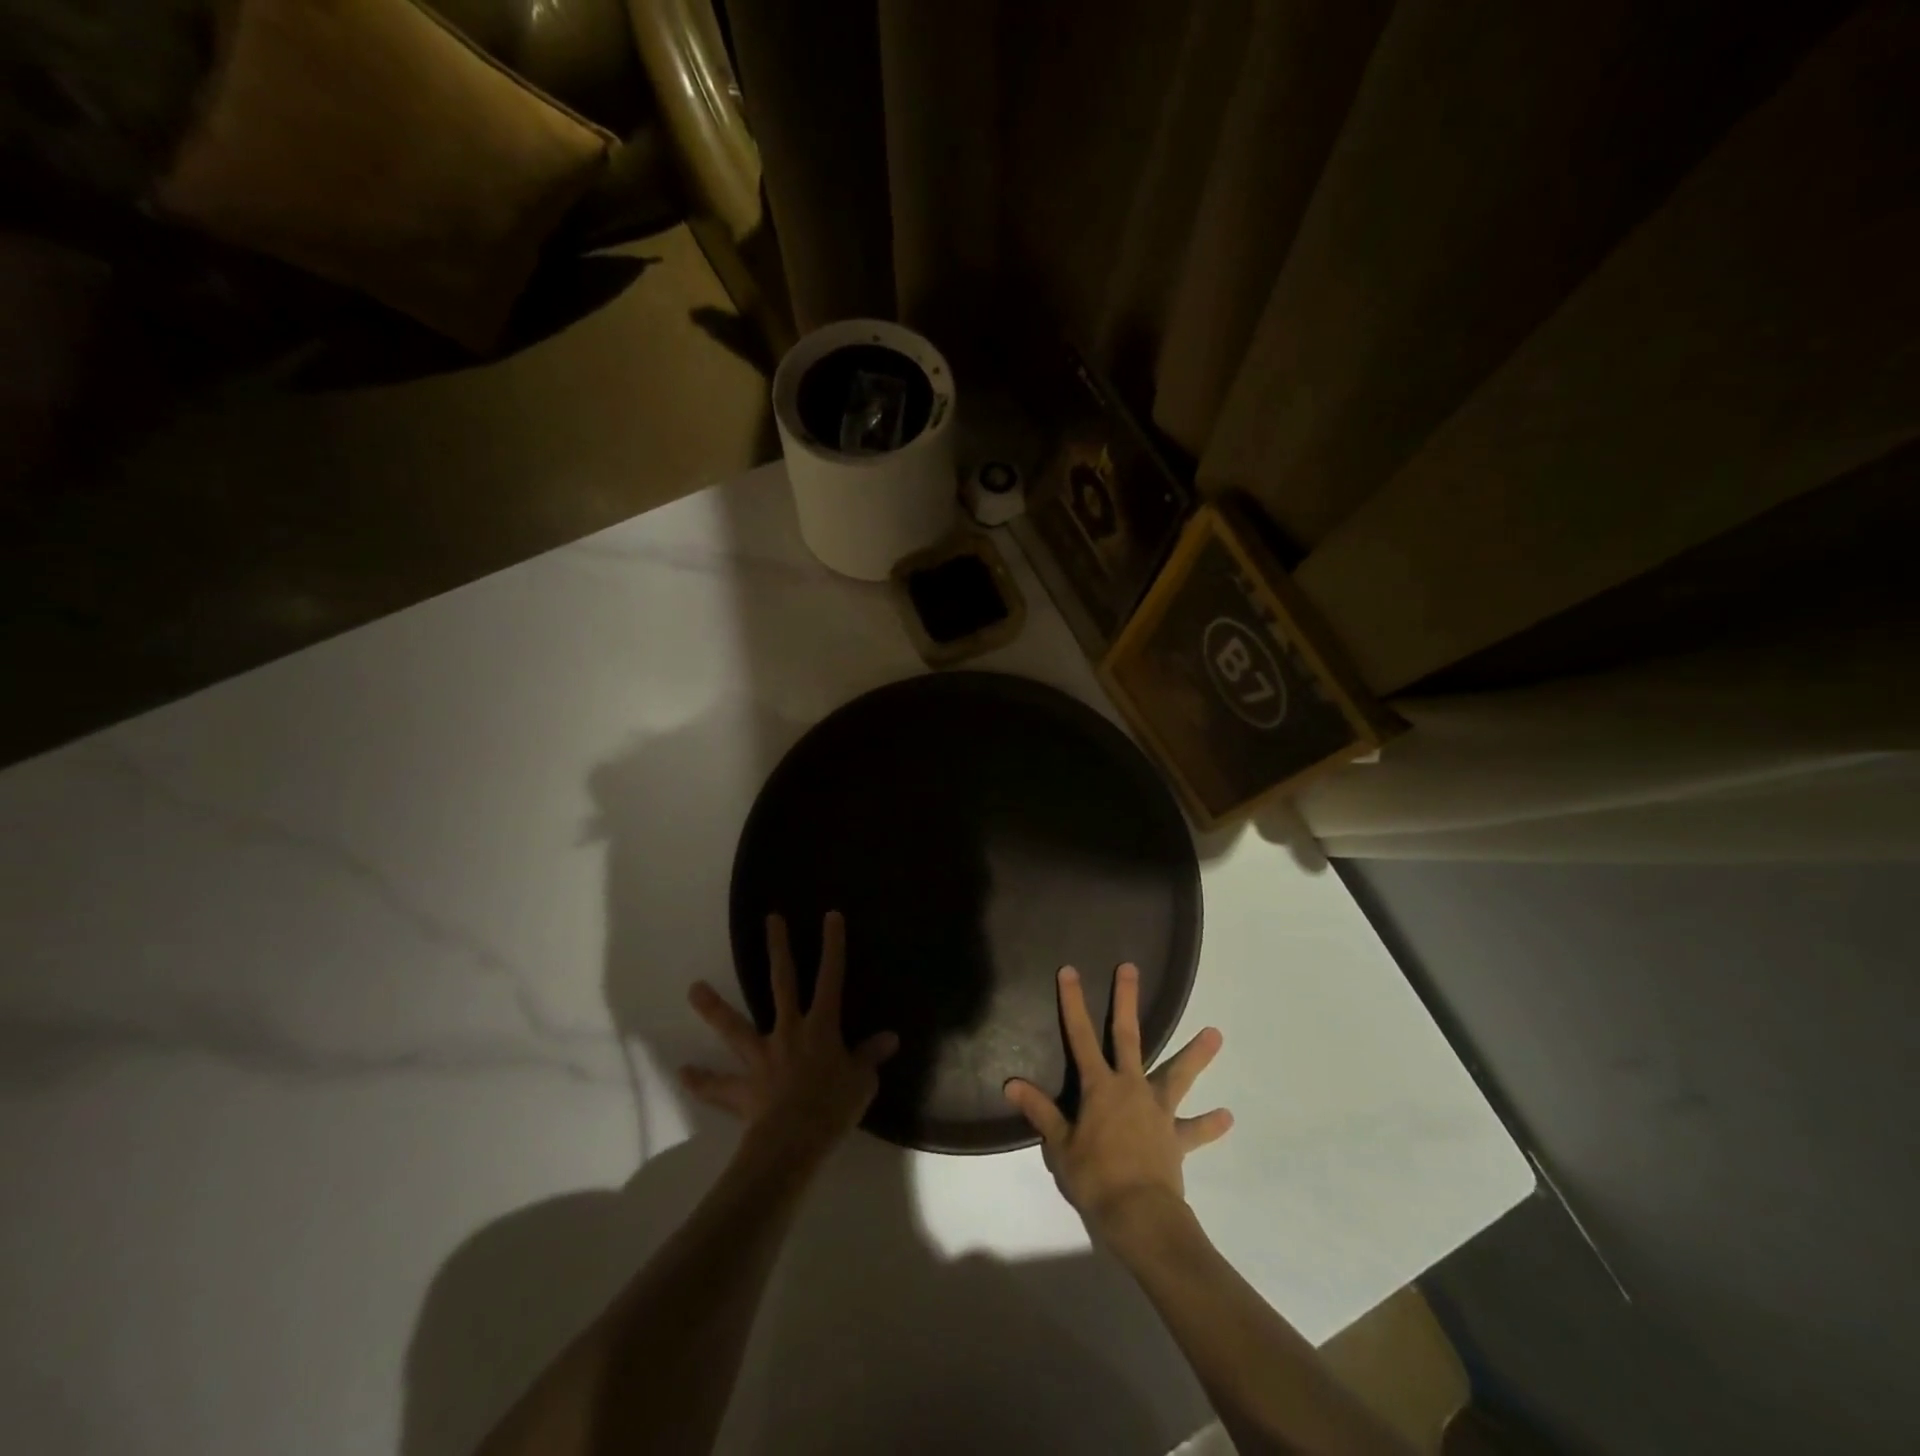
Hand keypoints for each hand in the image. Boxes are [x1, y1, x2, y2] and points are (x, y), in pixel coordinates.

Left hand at [681, 911, 897, 1162]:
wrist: (793, 1142)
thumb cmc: (833, 1108)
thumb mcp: (862, 1082)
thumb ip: (870, 1057)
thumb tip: (890, 1038)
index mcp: (821, 1027)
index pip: (831, 978)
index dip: (832, 946)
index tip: (830, 916)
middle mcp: (788, 1031)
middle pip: (782, 983)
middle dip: (778, 950)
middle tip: (771, 920)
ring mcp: (761, 1057)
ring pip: (734, 1026)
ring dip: (714, 1008)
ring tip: (693, 989)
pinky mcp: (742, 1087)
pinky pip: (718, 1084)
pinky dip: (701, 1080)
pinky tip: (683, 1073)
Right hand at [1005, 964, 1231, 1241]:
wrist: (1140, 1215)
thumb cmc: (1095, 1177)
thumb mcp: (1059, 1145)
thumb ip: (1040, 1111)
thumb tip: (1010, 1084)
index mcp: (1099, 1087)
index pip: (1081, 1036)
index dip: (1073, 1003)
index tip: (1069, 971)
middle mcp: (1131, 1087)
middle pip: (1128, 1036)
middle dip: (1126, 1001)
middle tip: (1130, 969)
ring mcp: (1158, 1110)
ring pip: (1178, 1074)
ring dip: (1196, 1054)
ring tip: (1216, 1033)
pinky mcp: (1177, 1138)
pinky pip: (1195, 1130)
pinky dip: (1210, 1124)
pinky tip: (1227, 1117)